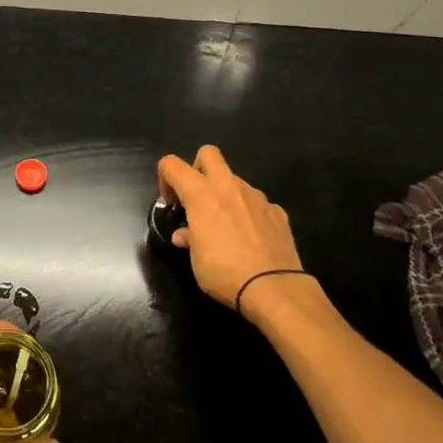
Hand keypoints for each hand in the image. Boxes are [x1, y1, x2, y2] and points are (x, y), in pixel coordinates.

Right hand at [157, 145, 304, 313]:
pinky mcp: (277, 211)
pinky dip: (249, 213)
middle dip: (198, 168)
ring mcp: (256, 197)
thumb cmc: (225, 271)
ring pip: (235, 180)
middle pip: (208, 154)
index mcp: (201, 194)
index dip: (165, 178)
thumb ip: (189, 238)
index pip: (172, 164)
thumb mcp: (196, 260)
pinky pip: (257, 203)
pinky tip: (251, 237)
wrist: (274, 287)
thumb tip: (185, 235)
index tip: (172, 203)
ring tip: (227, 226)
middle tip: (198, 198)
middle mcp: (229, 186)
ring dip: (226, 194)